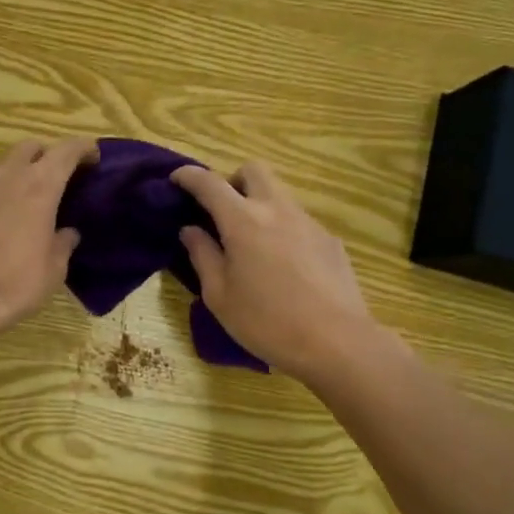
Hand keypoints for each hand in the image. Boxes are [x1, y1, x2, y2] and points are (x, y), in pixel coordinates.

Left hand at [0, 137, 98, 347]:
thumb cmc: (14, 283)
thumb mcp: (54, 270)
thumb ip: (63, 243)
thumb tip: (67, 233)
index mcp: (40, 186)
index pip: (67, 150)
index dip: (83, 148)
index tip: (93, 158)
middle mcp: (8, 175)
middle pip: (31, 147)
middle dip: (47, 155)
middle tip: (56, 178)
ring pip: (2, 162)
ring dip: (18, 170)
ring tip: (24, 195)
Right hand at [171, 161, 389, 385]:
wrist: (338, 343)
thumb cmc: (267, 322)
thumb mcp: (219, 295)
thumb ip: (202, 255)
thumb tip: (191, 230)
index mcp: (243, 221)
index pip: (209, 183)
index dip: (188, 176)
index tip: (175, 179)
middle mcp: (277, 210)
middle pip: (253, 170)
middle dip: (232, 180)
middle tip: (221, 210)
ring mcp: (308, 223)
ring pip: (279, 194)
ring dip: (259, 205)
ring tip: (251, 243)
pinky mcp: (330, 240)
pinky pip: (298, 221)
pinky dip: (282, 229)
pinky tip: (282, 266)